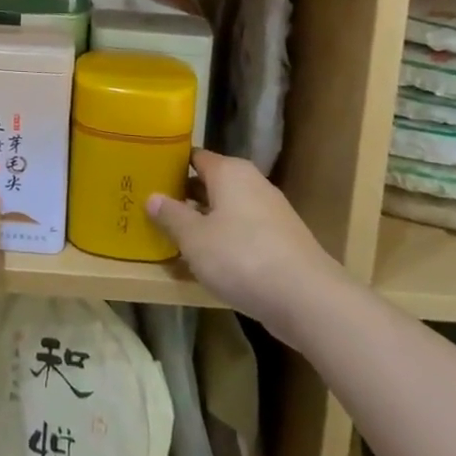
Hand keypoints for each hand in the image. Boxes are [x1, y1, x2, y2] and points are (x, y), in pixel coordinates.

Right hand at [148, 151, 328, 323]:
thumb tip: (152, 197)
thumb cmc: (241, 256)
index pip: (194, 157)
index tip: (148, 177)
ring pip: (228, 209)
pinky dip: (226, 239)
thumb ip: (171, 215)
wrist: (307, 299)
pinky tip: (211, 260)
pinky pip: (244, 231)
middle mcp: (252, 183)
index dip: (171, 165)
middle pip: (212, 182)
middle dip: (186, 195)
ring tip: (177, 236)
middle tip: (155, 208)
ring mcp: (271, 211)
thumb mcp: (194, 238)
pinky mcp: (283, 240)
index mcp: (229, 172)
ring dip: (205, 220)